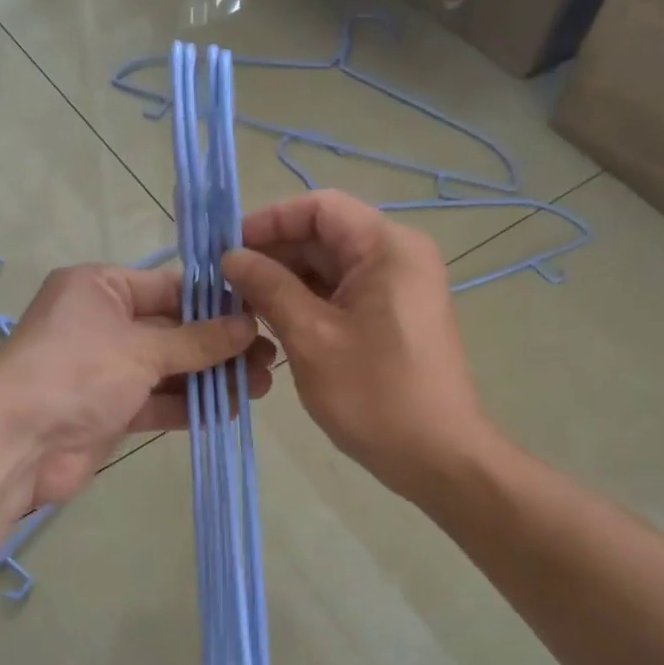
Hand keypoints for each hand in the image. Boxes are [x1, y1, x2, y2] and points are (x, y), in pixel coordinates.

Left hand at [0, 264, 274, 505]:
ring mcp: (105, 369)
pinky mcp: (110, 410)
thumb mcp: (141, 348)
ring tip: (262, 385)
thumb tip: (248, 327)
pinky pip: (157, 401)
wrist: (16, 443)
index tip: (261, 314)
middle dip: (220, 345)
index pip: (170, 287)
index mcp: (100, 288)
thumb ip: (198, 341)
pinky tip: (230, 409)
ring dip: (211, 377)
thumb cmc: (77, 371)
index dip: (216, 303)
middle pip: (173, 329)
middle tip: (270, 356)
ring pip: (168, 368)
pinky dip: (189, 405)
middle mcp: (102, 322)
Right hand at [222, 191, 483, 500]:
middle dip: (273, 254)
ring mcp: (399, 286)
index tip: (227, 249)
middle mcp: (398, 255)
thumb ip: (268, 287)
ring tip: (241, 306)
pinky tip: (273, 323)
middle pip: (324, 235)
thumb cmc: (374, 394)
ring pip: (331, 266)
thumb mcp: (310, 337)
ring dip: (286, 281)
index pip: (319, 207)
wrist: (438, 457)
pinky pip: (344, 292)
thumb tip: (231, 257)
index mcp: (386, 247)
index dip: (269, 221)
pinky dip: (308, 301)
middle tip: (225, 284)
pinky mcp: (394, 315)